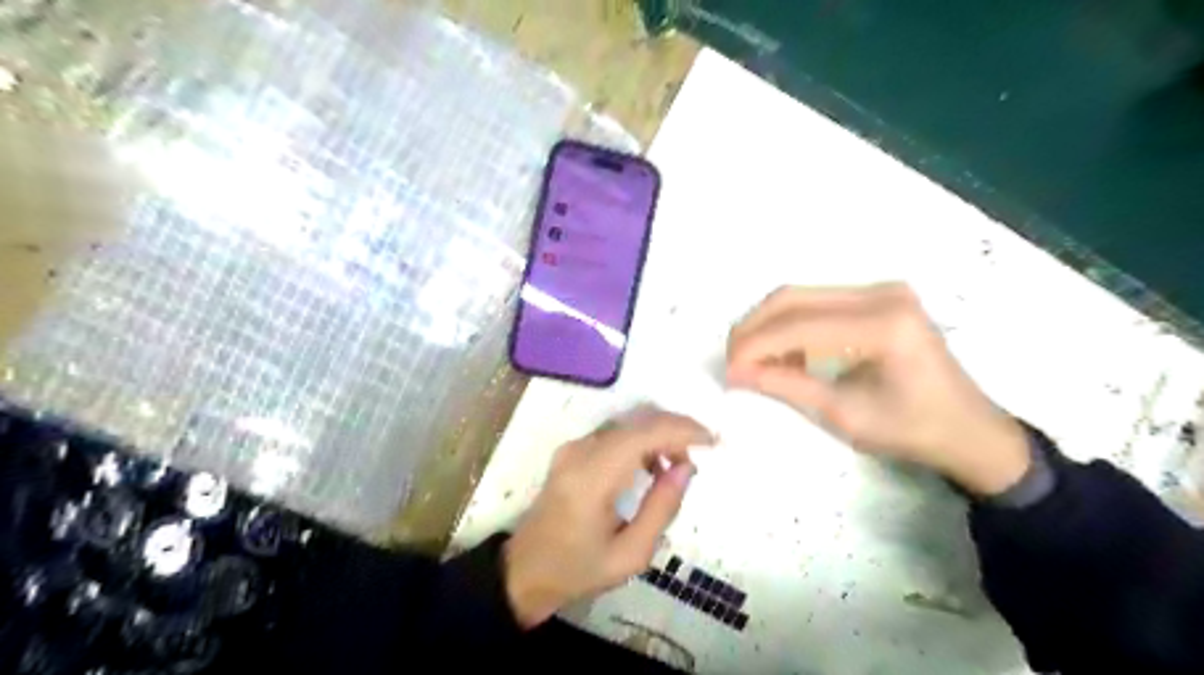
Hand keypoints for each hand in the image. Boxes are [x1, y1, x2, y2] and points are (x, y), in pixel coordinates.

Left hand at [503, 410, 708, 628]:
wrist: (526, 570)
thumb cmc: (579, 569)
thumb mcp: (630, 554)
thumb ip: (661, 508)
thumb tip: (686, 467)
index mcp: (592, 478)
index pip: (643, 434)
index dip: (681, 430)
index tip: (712, 441)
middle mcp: (581, 452)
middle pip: (637, 421)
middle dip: (675, 429)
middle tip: (700, 454)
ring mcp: (573, 447)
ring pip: (628, 422)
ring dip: (659, 433)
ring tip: (679, 465)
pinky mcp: (572, 450)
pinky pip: (615, 432)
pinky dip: (641, 439)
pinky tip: (653, 466)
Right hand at [724, 283, 1022, 494]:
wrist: (968, 429)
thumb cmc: (911, 430)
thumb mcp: (842, 413)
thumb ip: (786, 386)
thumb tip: (736, 373)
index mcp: (883, 324)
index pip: (799, 325)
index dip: (754, 346)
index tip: (727, 371)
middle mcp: (883, 293)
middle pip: (794, 297)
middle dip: (753, 328)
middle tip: (731, 360)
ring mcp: (882, 290)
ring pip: (801, 296)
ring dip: (768, 325)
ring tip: (749, 358)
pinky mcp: (878, 297)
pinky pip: (818, 302)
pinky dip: (790, 325)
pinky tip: (779, 350)